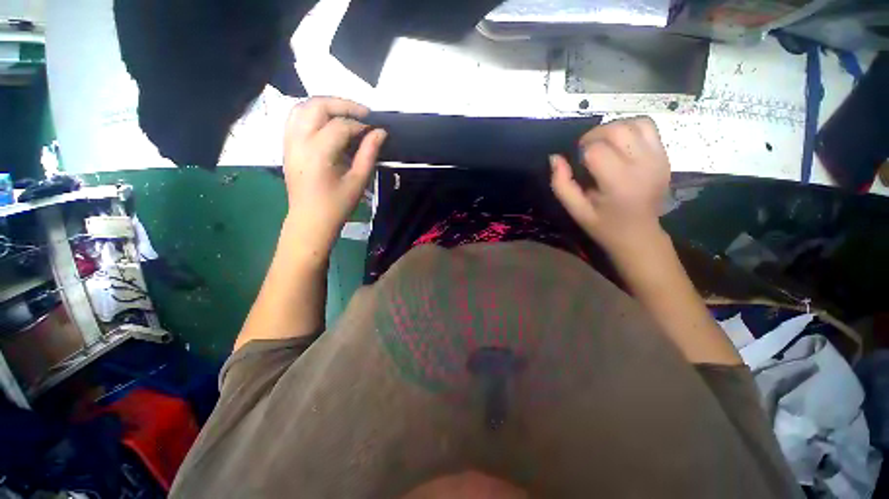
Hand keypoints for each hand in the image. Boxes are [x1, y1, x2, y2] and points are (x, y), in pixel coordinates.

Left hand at [282, 97, 386, 256]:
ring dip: (326, 105)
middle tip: (363, 113)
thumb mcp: (358, 181)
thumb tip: (380, 132)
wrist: (310, 220)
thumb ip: (369, 154)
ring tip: (346, 114)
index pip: (340, 126)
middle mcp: (299, 141)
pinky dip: (312, 113)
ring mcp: (289, 141)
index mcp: (318, 153)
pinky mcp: (286, 145)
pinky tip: (327, 122)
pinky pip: (295, 117)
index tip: (375, 130)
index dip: (360, 124)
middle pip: (317, 106)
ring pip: (302, 107)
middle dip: (343, 104)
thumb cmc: (337, 204)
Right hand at [550, 117, 669, 256]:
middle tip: (585, 151)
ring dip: (613, 129)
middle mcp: (642, 165)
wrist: (639, 235)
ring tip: (603, 145)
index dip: (581, 152)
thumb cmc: (603, 225)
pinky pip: (648, 127)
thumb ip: (561, 184)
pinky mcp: (665, 156)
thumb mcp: (576, 210)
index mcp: (619, 183)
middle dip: (594, 135)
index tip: (578, 165)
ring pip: (634, 123)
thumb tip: (555, 158)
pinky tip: (620, 145)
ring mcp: (658, 158)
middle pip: (616, 130)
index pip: (595, 150)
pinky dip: (630, 128)